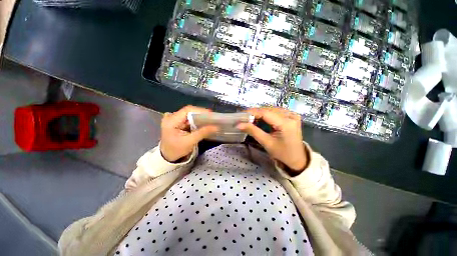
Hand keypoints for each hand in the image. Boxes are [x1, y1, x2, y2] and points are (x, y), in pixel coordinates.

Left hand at [160, 106, 218, 161]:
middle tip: (211, 118)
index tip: (210, 114)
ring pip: (189, 114)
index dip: (199, 110)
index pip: (187, 110)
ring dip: (199, 117)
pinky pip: (188, 118)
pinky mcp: (177, 122)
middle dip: (201, 114)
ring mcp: (173, 119)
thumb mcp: (190, 142)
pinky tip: (203, 123)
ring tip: (209, 120)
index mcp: (171, 121)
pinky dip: (196, 120)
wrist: (168, 156)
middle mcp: (171, 117)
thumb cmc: (176, 150)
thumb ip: (202, 133)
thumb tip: (215, 127)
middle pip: (189, 111)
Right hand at [237, 107, 307, 171]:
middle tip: (245, 118)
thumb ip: (253, 131)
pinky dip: (267, 115)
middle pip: (269, 110)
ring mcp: (293, 115)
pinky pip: (276, 112)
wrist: (297, 158)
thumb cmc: (282, 153)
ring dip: (260, 113)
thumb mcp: (266, 142)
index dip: (252, 112)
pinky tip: (261, 119)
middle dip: (255, 113)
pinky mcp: (292, 116)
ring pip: (272, 110)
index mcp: (286, 123)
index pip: (266, 113)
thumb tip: (238, 125)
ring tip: (251, 119)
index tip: (241, 114)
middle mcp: (291, 115)